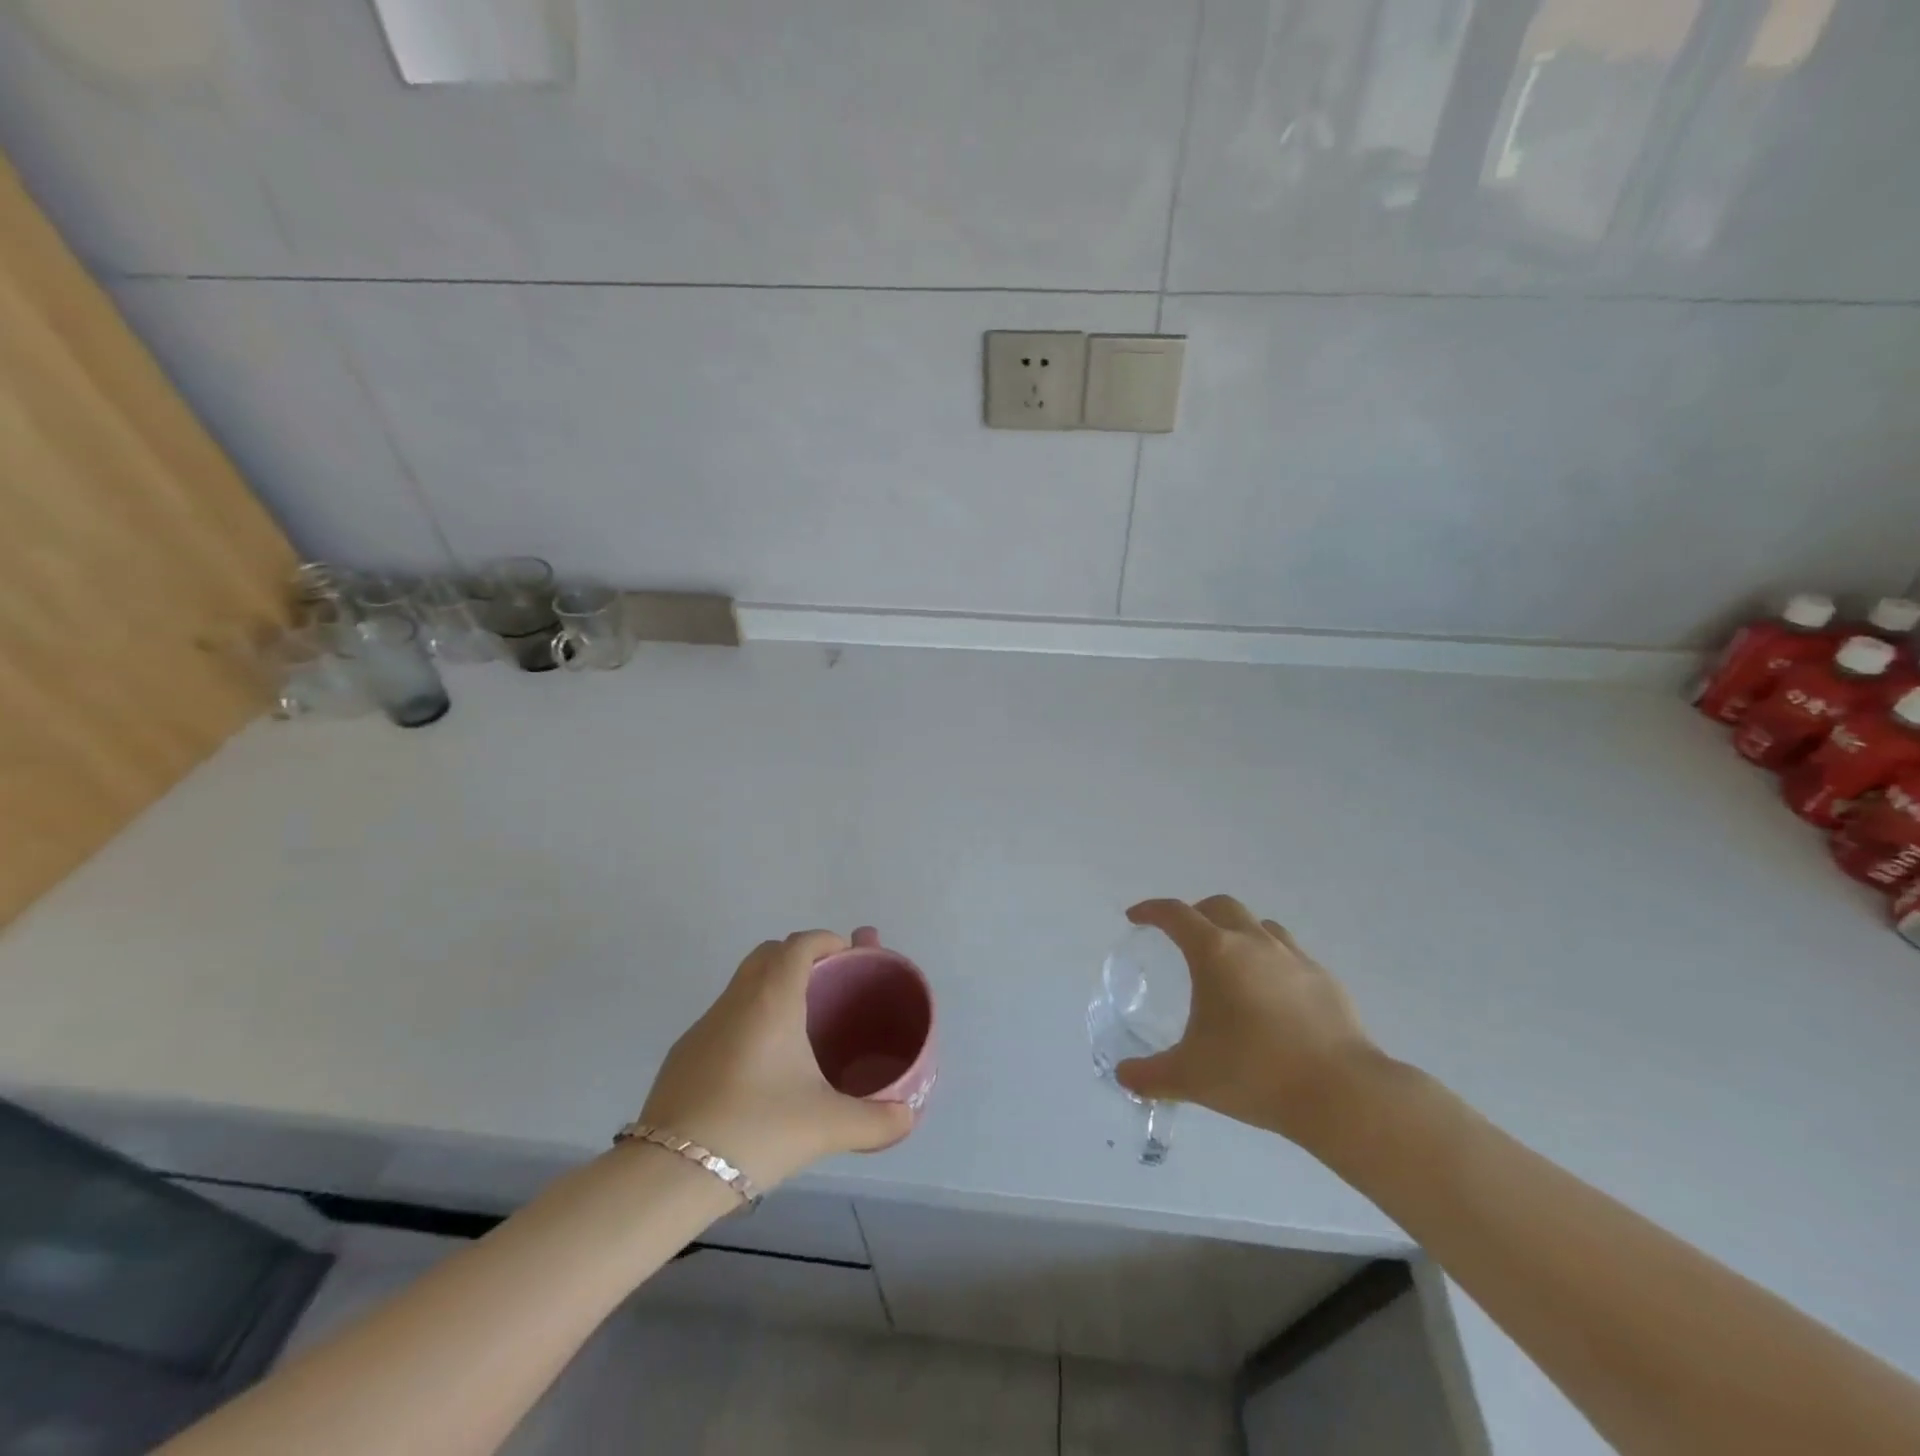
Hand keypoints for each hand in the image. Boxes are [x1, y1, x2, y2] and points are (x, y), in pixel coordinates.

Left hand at [638, 931, 913, 1189]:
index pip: (800, 943)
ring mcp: (703, 1025)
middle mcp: (736, 999)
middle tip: (827, 986)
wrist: (669, 1173)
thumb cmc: (756, 1129)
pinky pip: (725, 1017)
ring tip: (800, 1028)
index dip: (827, 941)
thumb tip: (908, 1117)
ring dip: (772, 988)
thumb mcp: (827, 1126)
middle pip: (769, 954)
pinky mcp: (683, 1054)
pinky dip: (749, 1020)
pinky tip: (761, 1068)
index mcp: (772, 998)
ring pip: (743, 985)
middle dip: (800, 958)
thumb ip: (876, 1120)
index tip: (849, 958)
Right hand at [1116, 896, 1389, 1150]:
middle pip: (1219, 906)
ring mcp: (1294, 957)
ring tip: (1230, 962)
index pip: (1175, 914)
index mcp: (1215, 953)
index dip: (1151, 911)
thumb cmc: (1255, 1073)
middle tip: (1183, 938)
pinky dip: (1271, 959)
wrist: (1341, 1093)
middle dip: (1196, 913)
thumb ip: (1150, 1076)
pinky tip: (1271, 993)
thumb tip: (1123, 1076)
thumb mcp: (1191, 1078)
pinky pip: (1290, 953)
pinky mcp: (1324, 979)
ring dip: (1237, 931)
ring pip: (1259, 924)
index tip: (1136, 918)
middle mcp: (1254, 942)